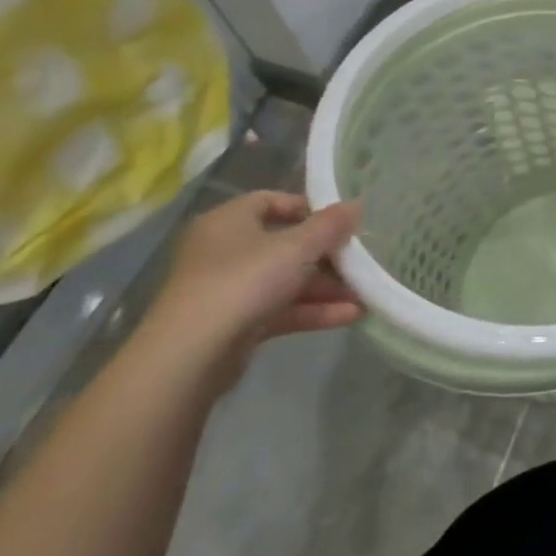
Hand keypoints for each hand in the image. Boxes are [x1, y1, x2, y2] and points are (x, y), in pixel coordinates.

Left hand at [138, 191, 363, 383]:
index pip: (272, 201)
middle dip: (327, 256)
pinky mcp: (235, 324)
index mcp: (229, 221)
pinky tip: (350, 316)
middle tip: (360, 262)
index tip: (342, 222)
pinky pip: (280, 309)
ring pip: (286, 280)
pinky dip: (313, 310)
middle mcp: (225, 250)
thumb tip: (356, 205)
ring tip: (365, 294)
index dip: (310, 208)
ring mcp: (228, 289)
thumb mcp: (297, 246)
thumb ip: (330, 225)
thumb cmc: (244, 280)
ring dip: (326, 287)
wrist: (191, 355)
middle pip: (285, 244)